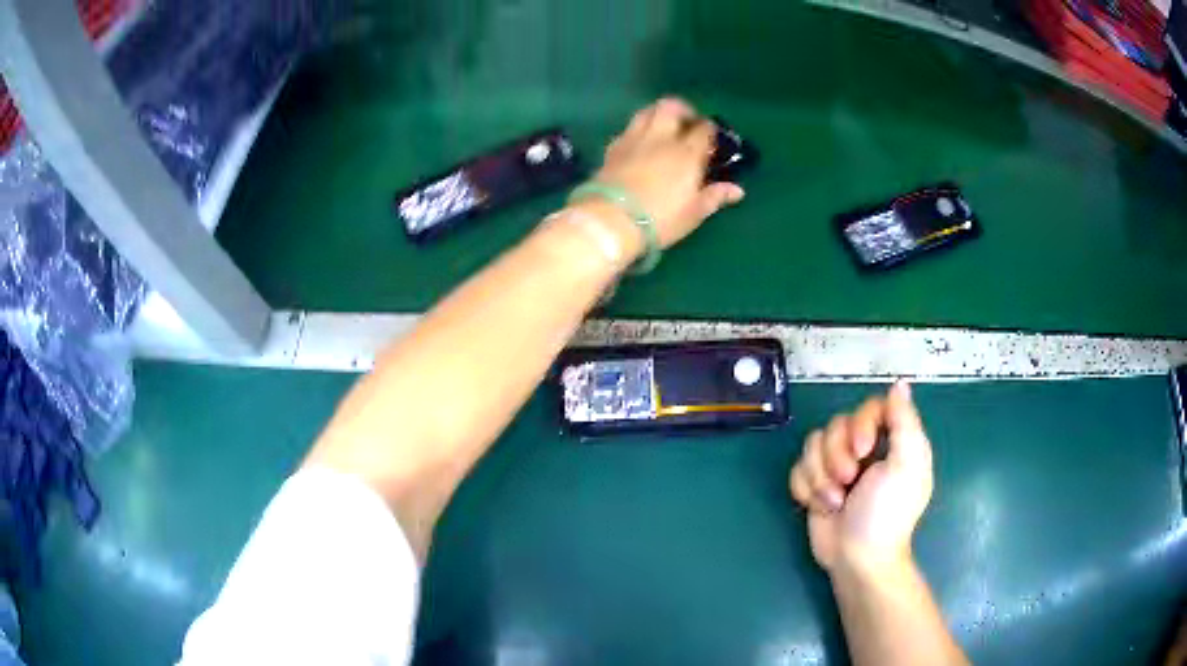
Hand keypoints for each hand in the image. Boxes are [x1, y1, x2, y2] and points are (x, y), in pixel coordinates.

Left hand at [594, 98, 744, 248]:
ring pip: (647, 111)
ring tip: (663, 127)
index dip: (709, 130)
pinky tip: (639, 144)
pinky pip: (628, 129)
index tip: (711, 139)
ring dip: (657, 113)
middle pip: (671, 106)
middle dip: (682, 109)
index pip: (703, 128)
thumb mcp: (693, 213)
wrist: (610, 220)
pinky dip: (637, 130)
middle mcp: (661, 137)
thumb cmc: (660, 219)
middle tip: (687, 123)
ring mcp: (634, 139)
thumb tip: (737, 190)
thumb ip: (715, 197)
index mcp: (687, 152)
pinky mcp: (612, 147)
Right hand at [789, 381, 933, 576]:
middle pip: (836, 425)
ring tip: (834, 502)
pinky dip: (805, 488)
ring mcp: (837, 467)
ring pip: (813, 446)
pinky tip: (819, 506)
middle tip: (848, 483)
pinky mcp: (815, 485)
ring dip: (820, 477)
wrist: (856, 560)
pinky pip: (797, 469)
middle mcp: (864, 450)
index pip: (869, 408)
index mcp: (891, 442)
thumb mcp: (906, 466)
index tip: (864, 450)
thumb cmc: (886, 515)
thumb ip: (904, 422)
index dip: (860, 424)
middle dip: (837, 457)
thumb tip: (900, 383)